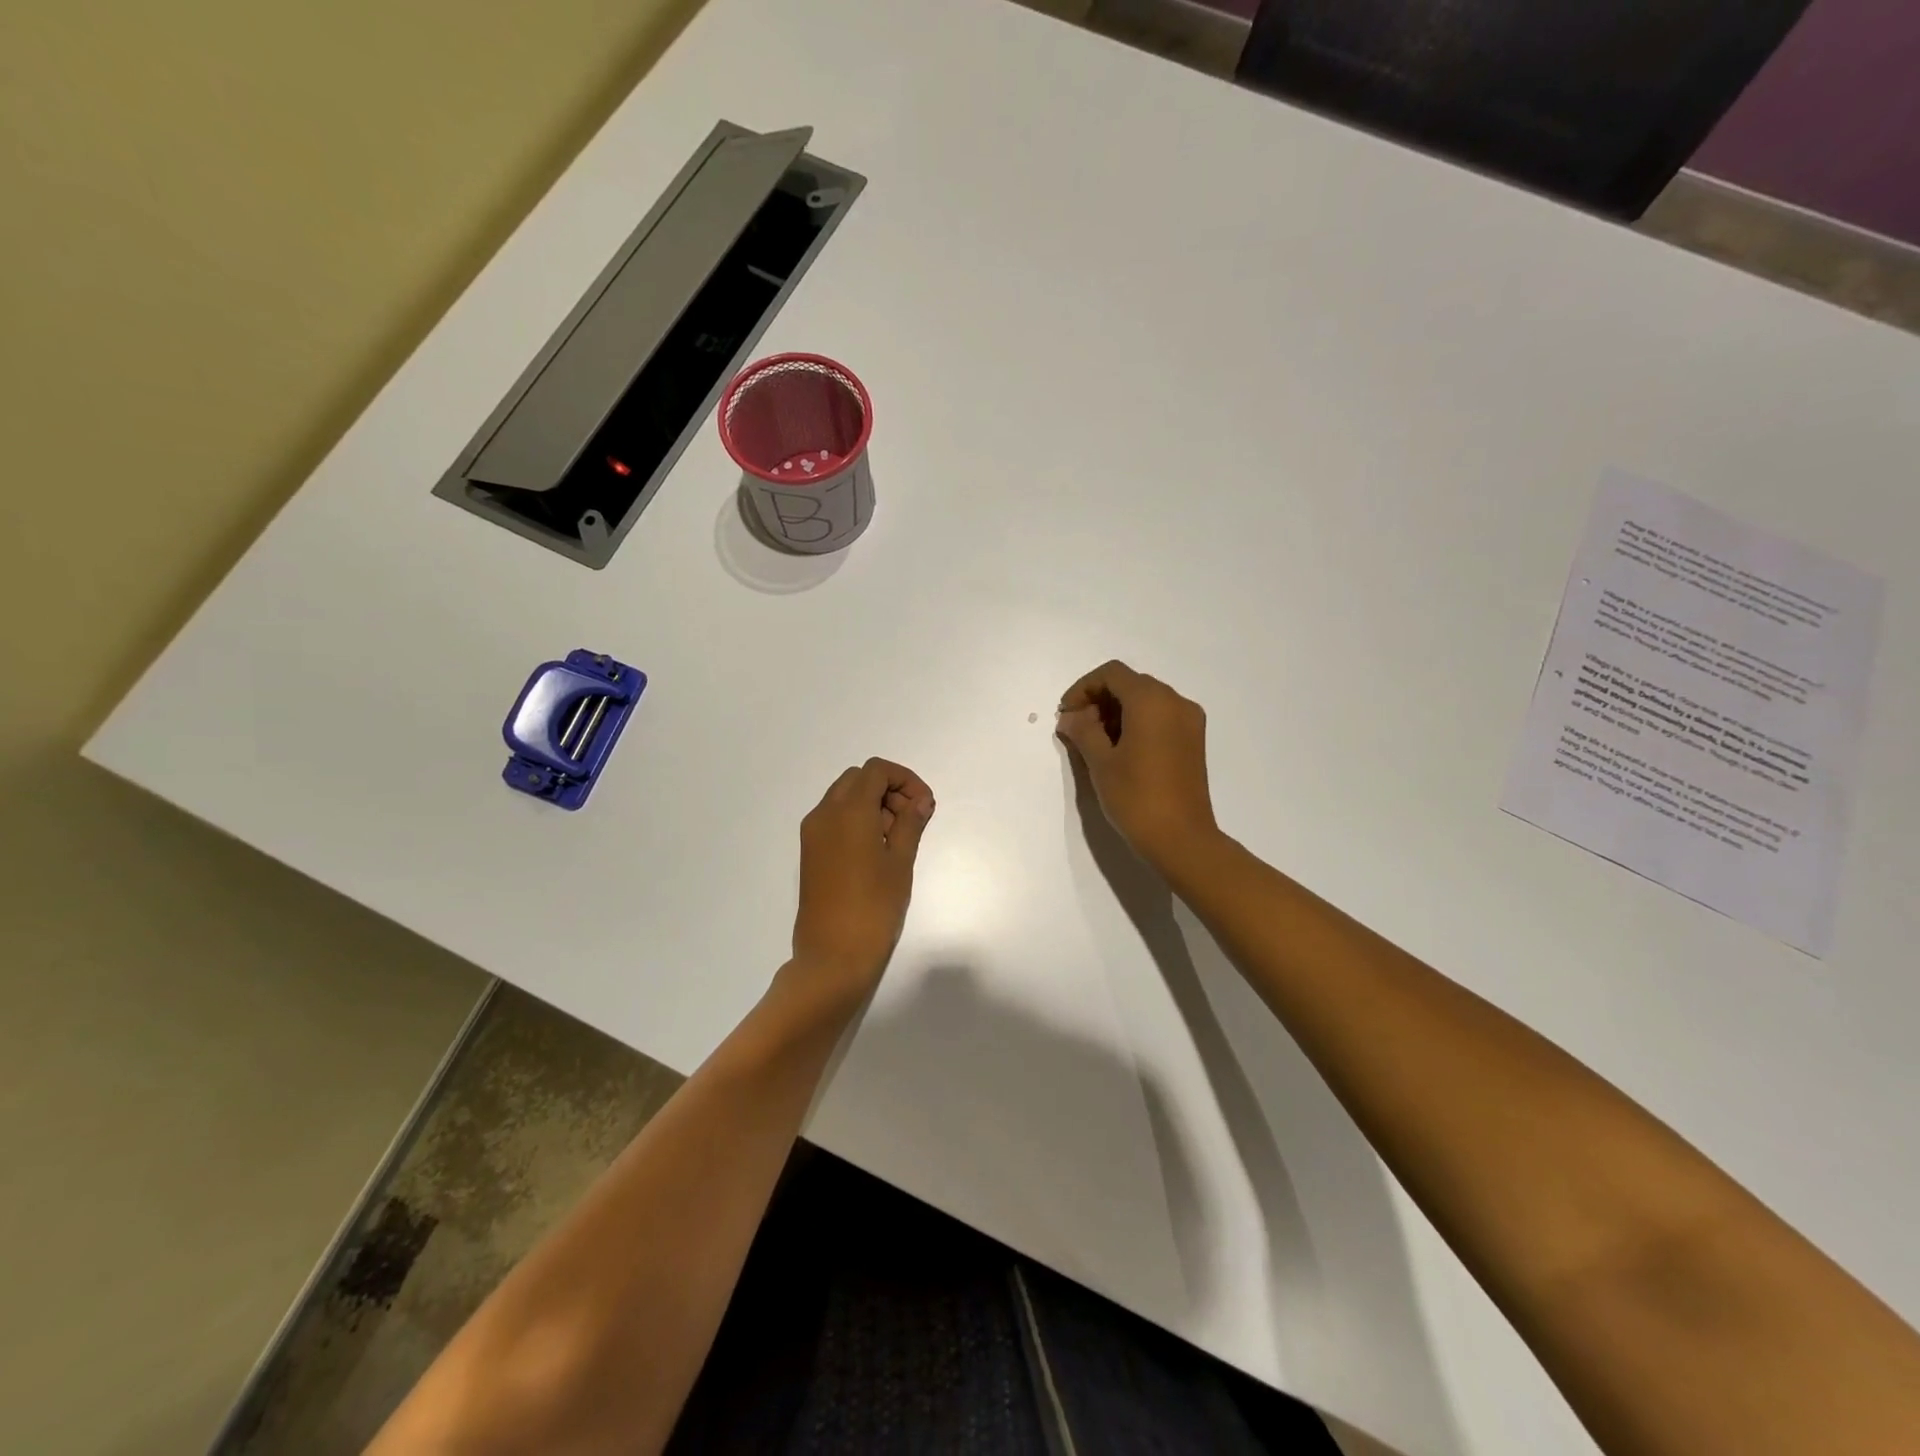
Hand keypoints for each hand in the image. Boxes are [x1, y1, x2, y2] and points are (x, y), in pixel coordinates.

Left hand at [789, 758, 935, 1001]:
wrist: (832, 955)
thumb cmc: (874, 907)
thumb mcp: (900, 862)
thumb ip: (911, 823)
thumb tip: (920, 800)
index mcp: (848, 811)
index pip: (877, 771)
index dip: (905, 780)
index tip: (924, 805)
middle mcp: (824, 814)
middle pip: (858, 779)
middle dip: (888, 790)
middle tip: (912, 820)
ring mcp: (812, 833)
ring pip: (844, 798)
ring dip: (872, 804)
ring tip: (897, 839)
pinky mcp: (809, 852)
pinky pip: (834, 819)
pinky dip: (856, 821)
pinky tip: (876, 851)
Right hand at [1057, 661, 1217, 871]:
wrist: (1182, 839)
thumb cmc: (1136, 797)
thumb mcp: (1100, 762)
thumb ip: (1082, 731)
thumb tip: (1070, 717)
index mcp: (1151, 700)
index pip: (1111, 674)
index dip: (1083, 688)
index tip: (1066, 715)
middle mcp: (1175, 702)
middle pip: (1131, 684)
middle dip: (1099, 700)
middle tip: (1077, 729)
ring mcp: (1189, 721)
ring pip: (1147, 700)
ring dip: (1117, 712)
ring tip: (1096, 742)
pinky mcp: (1194, 740)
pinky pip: (1161, 717)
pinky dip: (1137, 723)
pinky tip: (1121, 750)